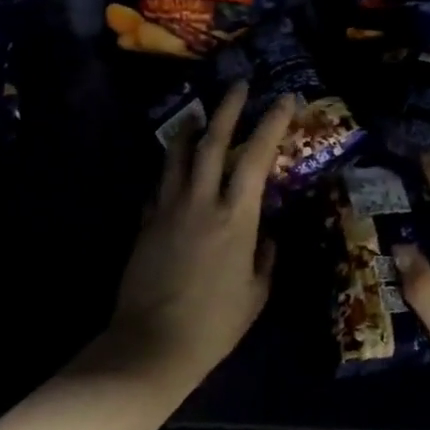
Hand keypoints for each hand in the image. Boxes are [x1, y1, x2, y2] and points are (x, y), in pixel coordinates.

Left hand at [102, 83, 294, 388]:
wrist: (152, 344)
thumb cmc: (214, 324)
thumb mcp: (256, 293)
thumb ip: (265, 257)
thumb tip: (268, 235)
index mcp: (236, 218)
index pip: (257, 158)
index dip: (271, 124)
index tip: (284, 100)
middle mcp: (201, 202)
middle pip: (213, 142)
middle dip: (228, 108)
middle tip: (239, 84)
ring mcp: (168, 209)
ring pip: (177, 155)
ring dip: (190, 129)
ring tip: (198, 113)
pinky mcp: (145, 223)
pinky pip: (160, 184)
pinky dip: (171, 169)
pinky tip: (175, 167)